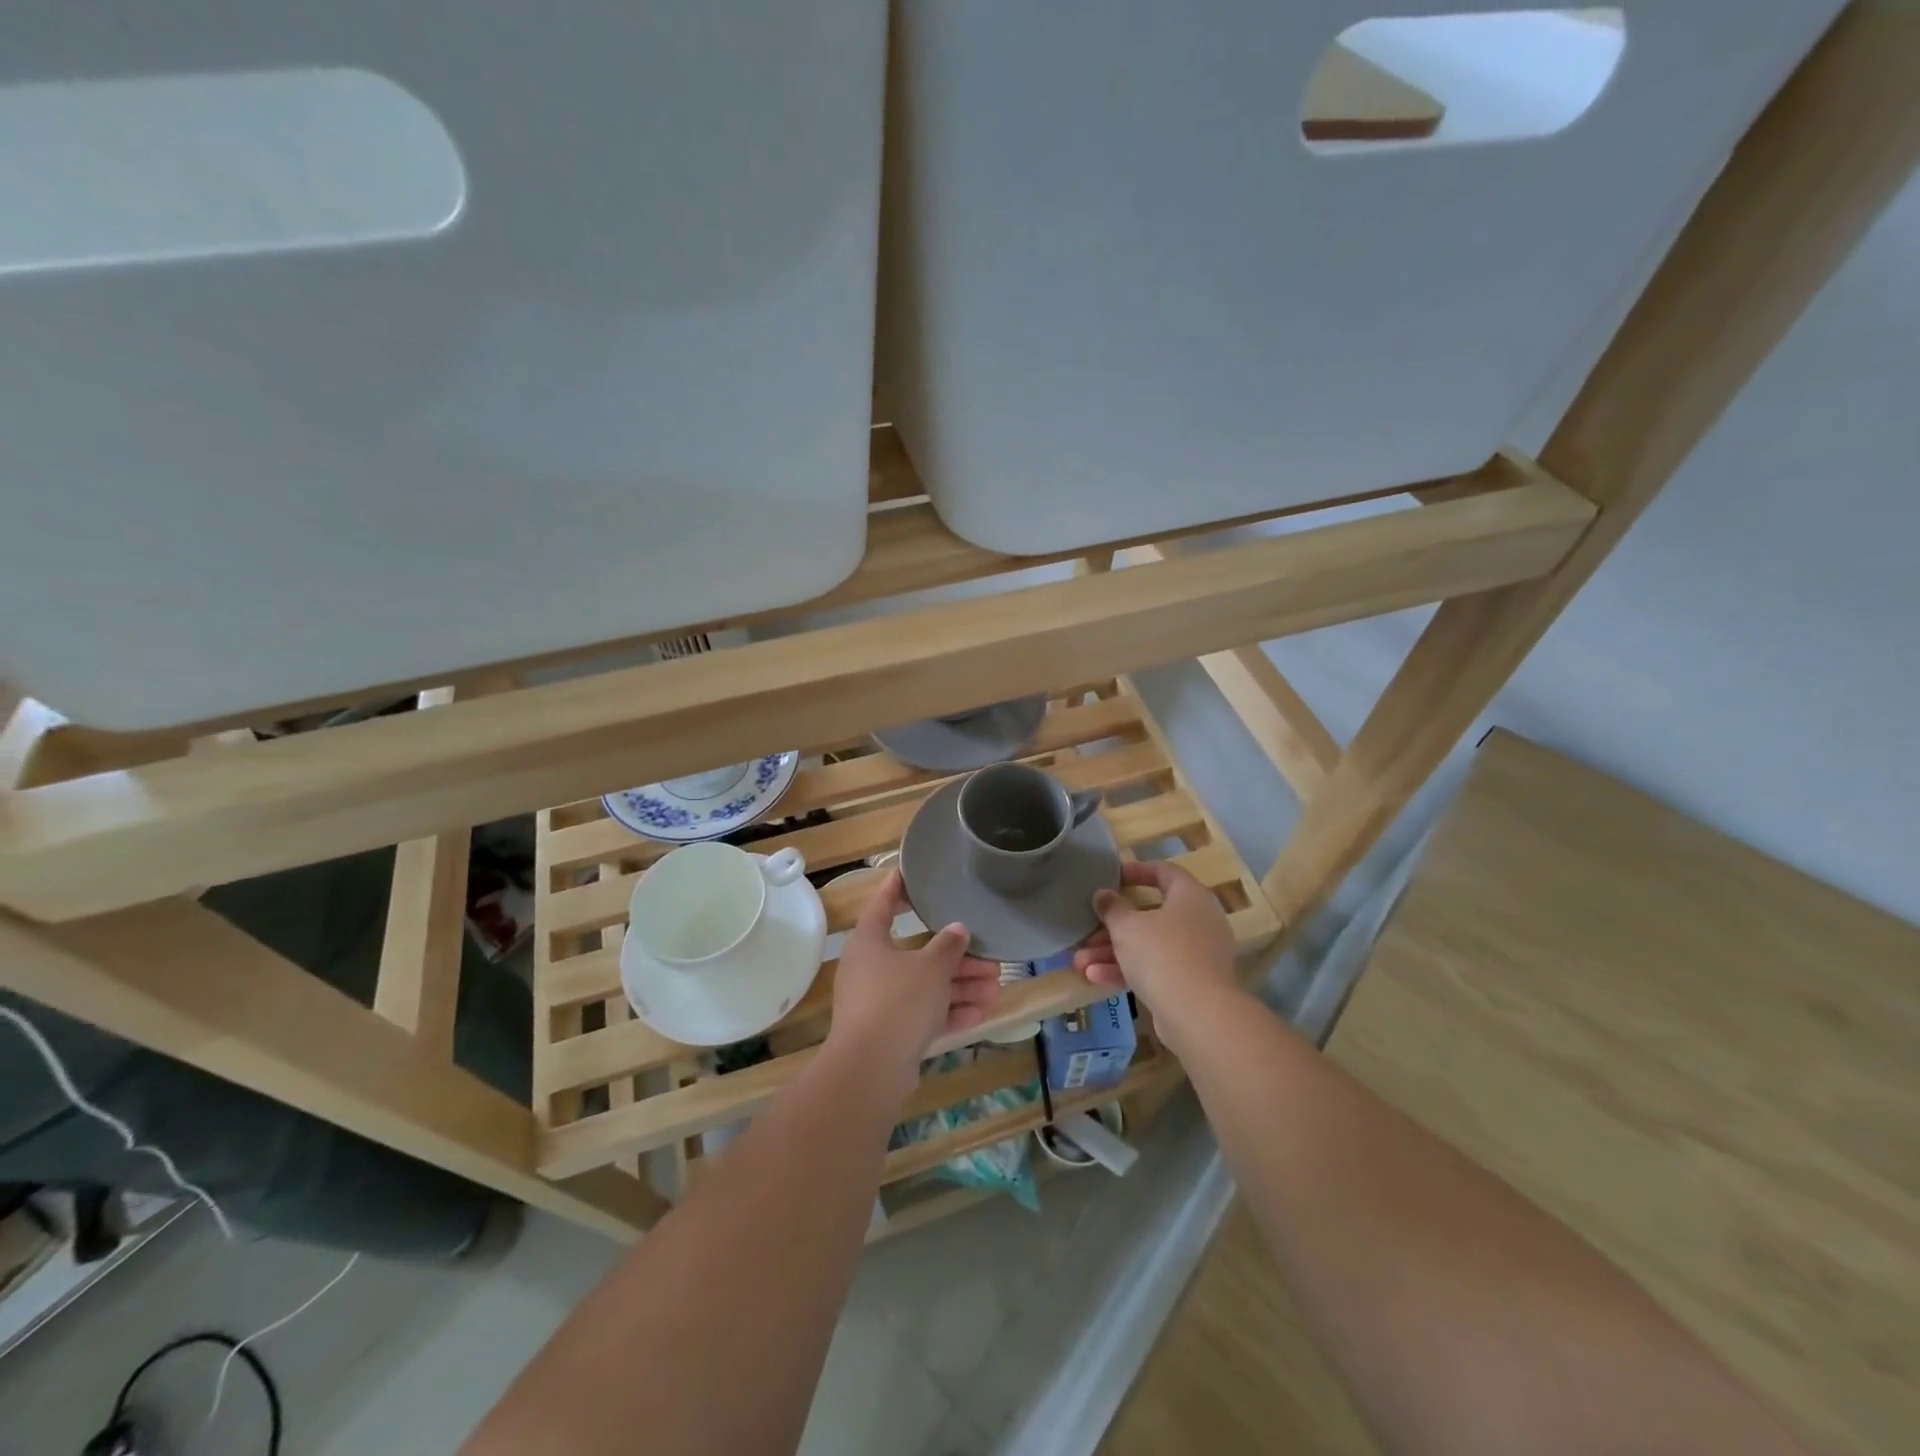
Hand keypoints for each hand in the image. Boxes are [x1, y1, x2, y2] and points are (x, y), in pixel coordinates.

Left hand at [828, 868, 1000, 1091]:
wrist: (871, 1069)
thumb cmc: (898, 1001)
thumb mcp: (930, 968)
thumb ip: (947, 946)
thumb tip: (958, 930)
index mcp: (870, 941)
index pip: (884, 903)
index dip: (898, 886)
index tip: (912, 871)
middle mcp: (871, 967)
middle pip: (917, 952)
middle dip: (956, 956)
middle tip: (989, 956)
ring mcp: (879, 1002)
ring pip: (925, 986)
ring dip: (960, 986)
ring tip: (996, 987)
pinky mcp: (890, 1032)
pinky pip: (924, 1014)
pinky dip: (949, 1012)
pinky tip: (981, 1014)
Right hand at [1073, 862, 1237, 1032]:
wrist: (1197, 1014)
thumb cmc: (1161, 954)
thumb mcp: (1127, 926)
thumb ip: (1112, 908)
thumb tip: (1104, 895)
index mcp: (1190, 897)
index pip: (1165, 872)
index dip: (1138, 871)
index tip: (1113, 877)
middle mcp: (1198, 922)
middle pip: (1150, 915)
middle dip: (1113, 926)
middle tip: (1087, 931)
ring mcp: (1196, 955)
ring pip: (1149, 946)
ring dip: (1112, 952)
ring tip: (1080, 962)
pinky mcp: (1190, 984)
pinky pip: (1155, 969)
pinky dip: (1127, 971)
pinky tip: (1094, 978)